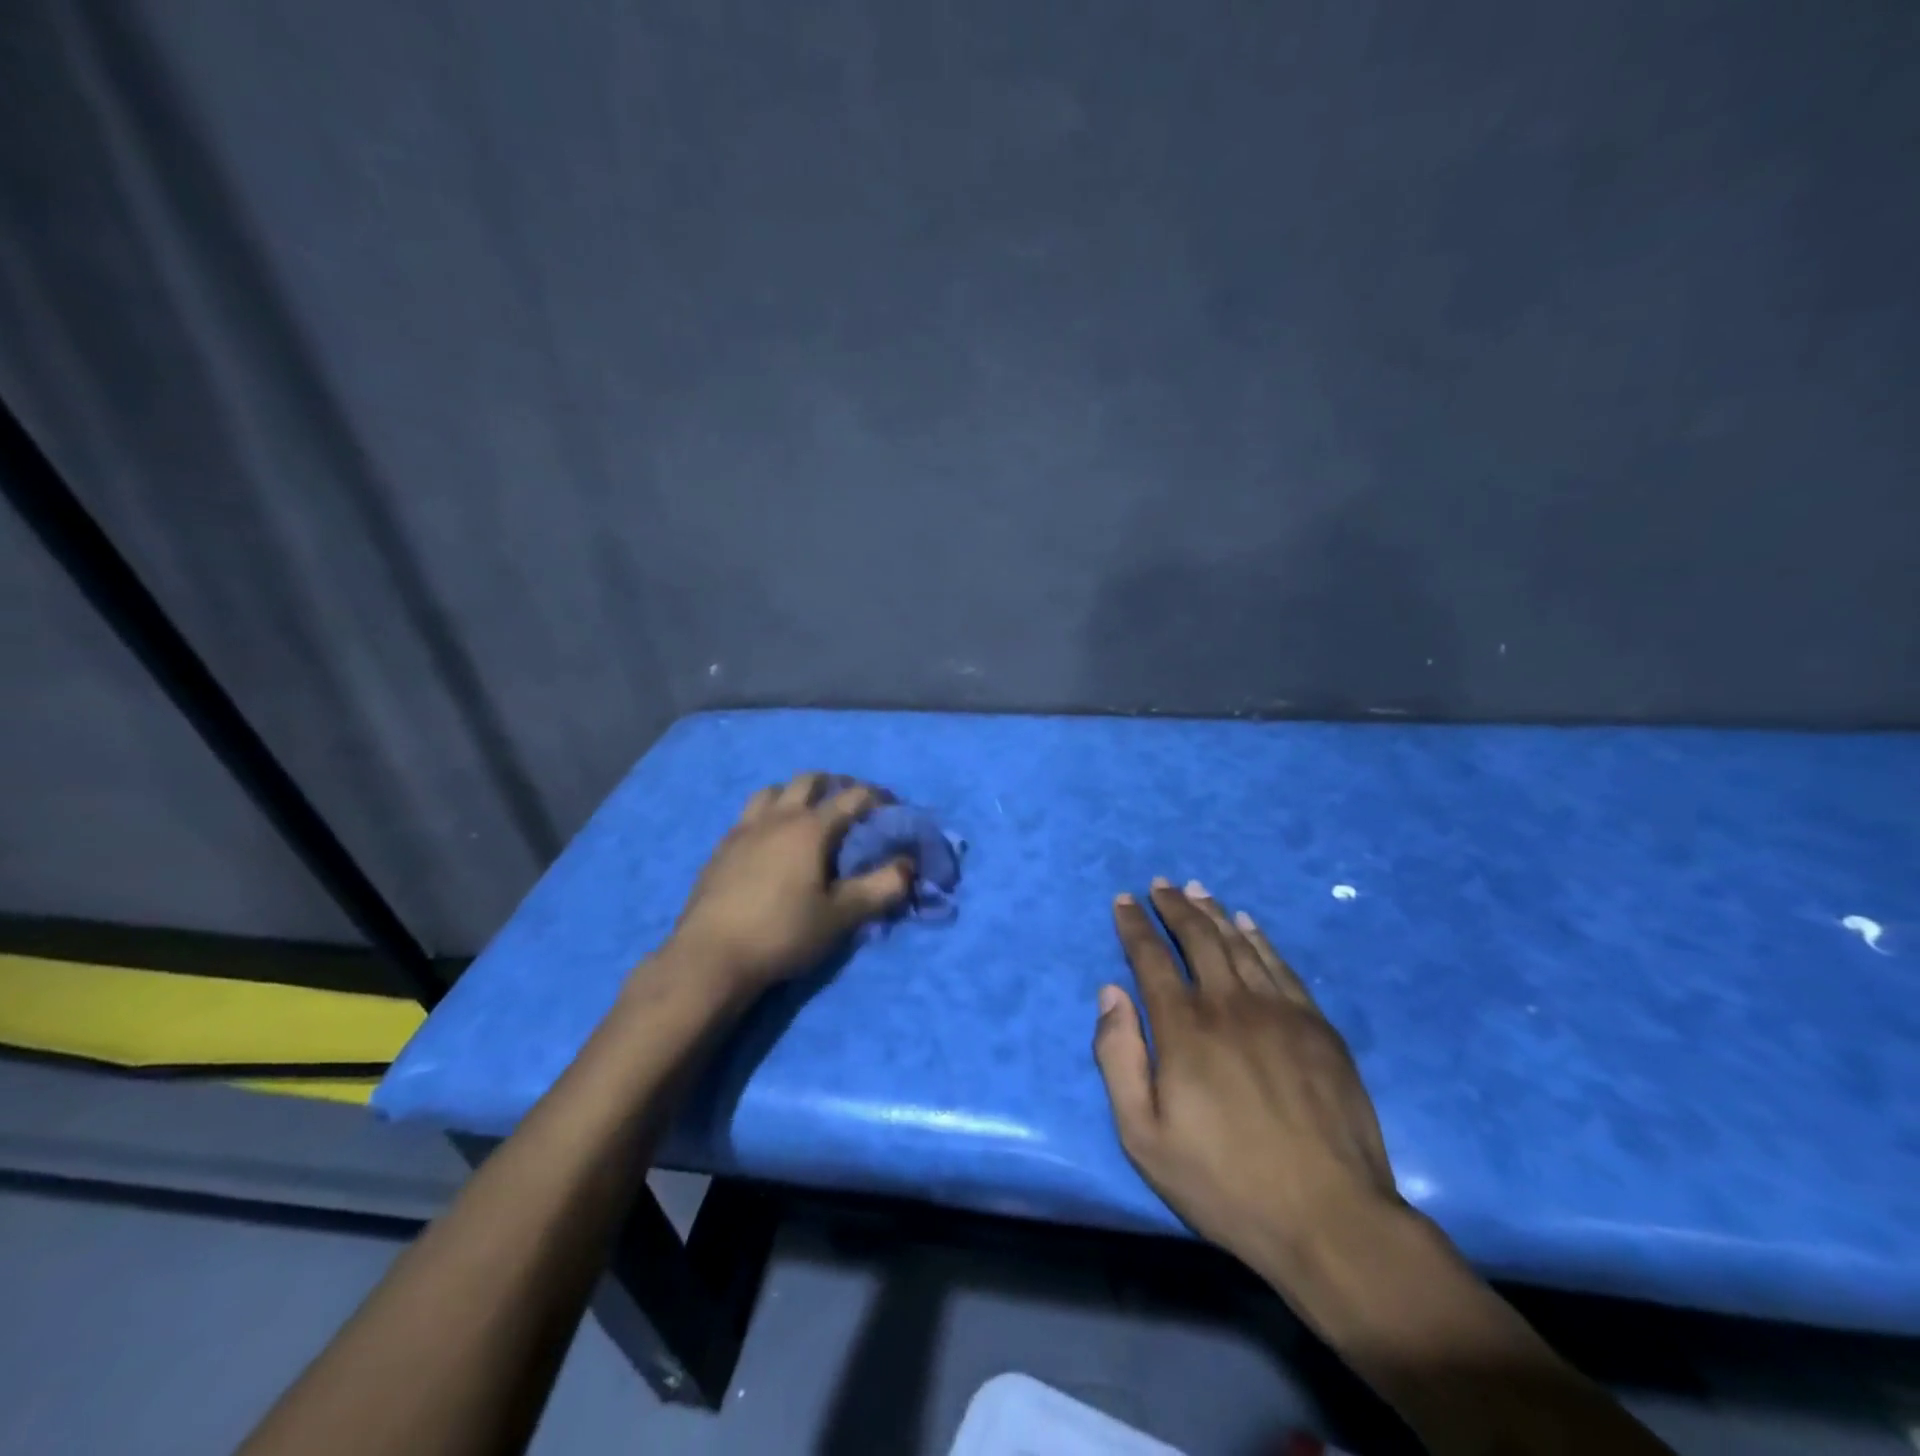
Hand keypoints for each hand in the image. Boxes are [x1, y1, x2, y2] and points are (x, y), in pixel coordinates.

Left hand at [665, 772, 911, 995]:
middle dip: (835, 785)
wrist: (710, 957)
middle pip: (809, 780)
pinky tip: (771, 840)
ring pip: (774, 791)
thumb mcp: (840, 916)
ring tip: (808, 814)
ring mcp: (744, 829)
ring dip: (796, 794)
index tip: (892, 808)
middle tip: (851, 804)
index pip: (852, 797)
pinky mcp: (722, 848)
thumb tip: (908, 865)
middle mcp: (777, 817)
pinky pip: (750, 814)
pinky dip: (769, 814)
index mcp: (810, 828)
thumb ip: (880, 888)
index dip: (877, 797)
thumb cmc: (783, 932)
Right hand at [1093, 878, 1401, 1289]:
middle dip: (1173, 906)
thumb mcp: (1144, 1136)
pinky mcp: (1317, 1026)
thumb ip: (1118, 1058)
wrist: (1331, 1218)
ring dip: (1213, 913)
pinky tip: (1248, 925)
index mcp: (1184, 1028)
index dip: (1134, 926)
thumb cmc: (1225, 1182)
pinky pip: (1282, 966)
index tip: (1123, 901)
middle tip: (1160, 884)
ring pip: (1239, 944)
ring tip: (1197, 890)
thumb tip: (1110, 993)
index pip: (1151, 959)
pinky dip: (1260, 939)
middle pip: (1197, 938)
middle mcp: (1229, 1004)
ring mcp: (1279, 1011)